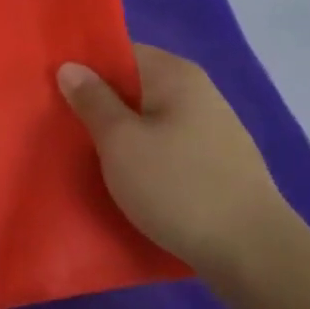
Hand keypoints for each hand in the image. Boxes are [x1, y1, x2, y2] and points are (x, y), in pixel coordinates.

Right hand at [59, 44, 289, 276]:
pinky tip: (129, 180)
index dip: (85, 68)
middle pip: (135, 86)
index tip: (54, 90)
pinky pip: (168, 147)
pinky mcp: (219, 164)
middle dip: (100, 104)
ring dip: (122, 134)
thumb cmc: (178, 187)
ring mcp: (213, 129)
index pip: (120, 53)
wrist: (254, 255)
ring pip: (151, 120)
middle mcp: (198, 92)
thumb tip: (71, 66)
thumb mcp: (120, 142)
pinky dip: (145, 156)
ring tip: (88, 156)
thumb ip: (92, 100)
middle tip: (62, 125)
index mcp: (175, 75)